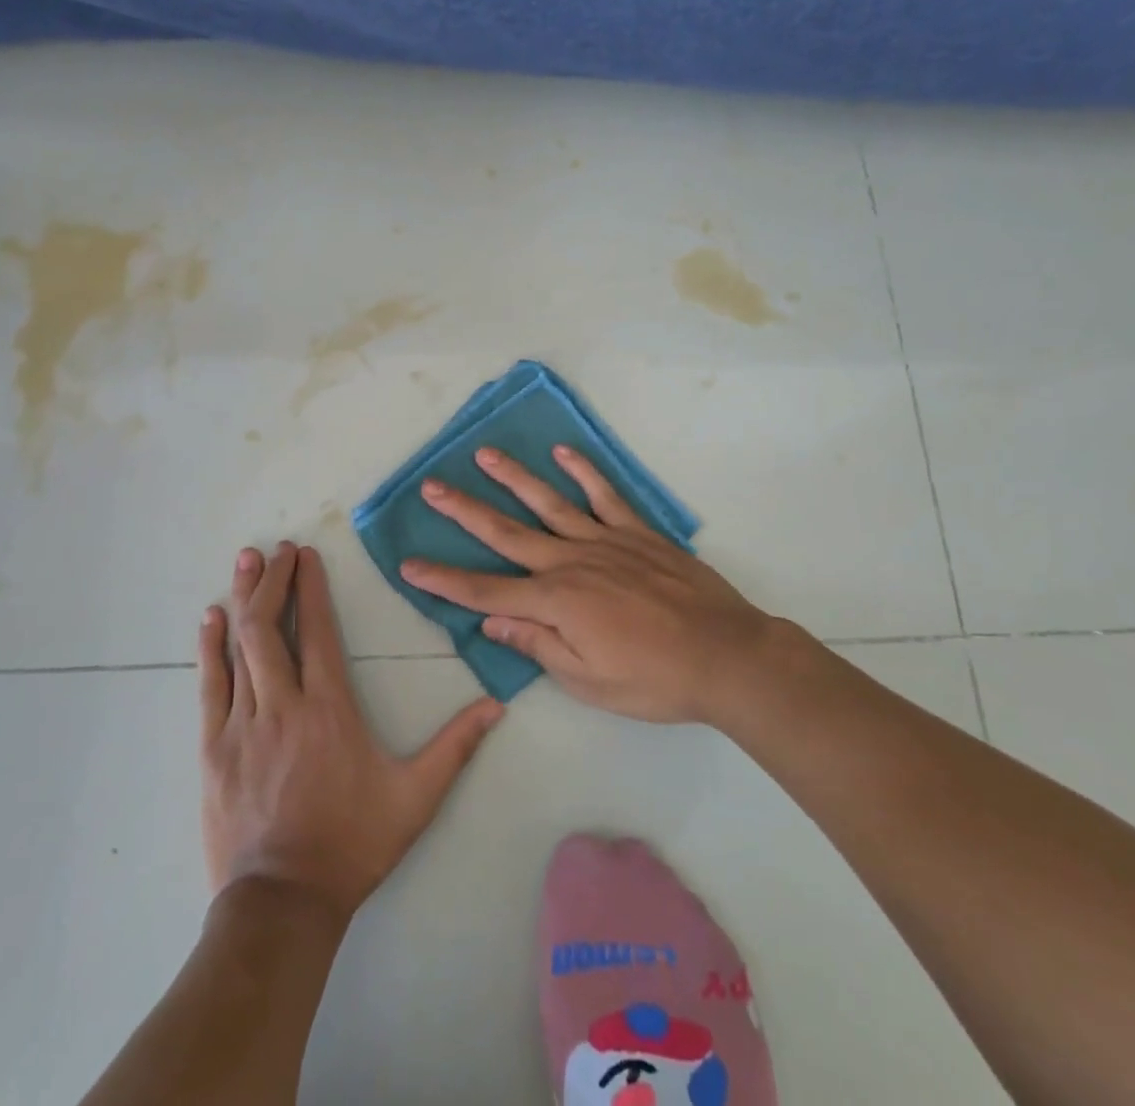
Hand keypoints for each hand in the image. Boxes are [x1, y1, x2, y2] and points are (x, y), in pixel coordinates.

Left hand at [199, 542, 502, 923]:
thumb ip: (455, 746)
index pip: (319, 632)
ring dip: (244, 599)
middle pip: (272, 627)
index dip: (311, 587)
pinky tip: (211, 618)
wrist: (283, 903)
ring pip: (240, 647)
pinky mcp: (214, 747)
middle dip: (274, 581)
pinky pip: (211, 685)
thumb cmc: (352, 843)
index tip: (307, 554)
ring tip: (247, 561)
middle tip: (277, 549)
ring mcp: (243, 724)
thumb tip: (496, 705)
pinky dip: (210, 647)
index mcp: (330, 708)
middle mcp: (284, 704)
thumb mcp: (415, 797)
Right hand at [399, 445, 782, 725]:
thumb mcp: (588, 681)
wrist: (726, 656)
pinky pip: (604, 496)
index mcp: (555, 602)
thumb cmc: (654, 679)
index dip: (444, 580)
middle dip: (465, 511)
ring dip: (514, 479)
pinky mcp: (637, 532)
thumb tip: (492, 621)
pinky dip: (584, 472)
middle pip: (506, 534)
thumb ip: (538, 644)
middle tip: (432, 486)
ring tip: (485, 455)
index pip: (485, 590)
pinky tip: (563, 453)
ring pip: (549, 503)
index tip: (408, 564)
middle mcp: (571, 562)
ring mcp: (605, 541)